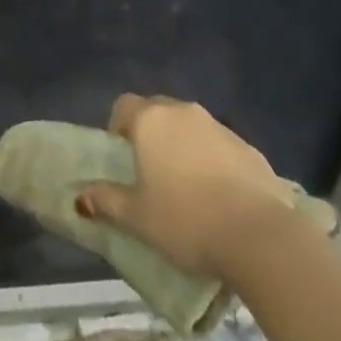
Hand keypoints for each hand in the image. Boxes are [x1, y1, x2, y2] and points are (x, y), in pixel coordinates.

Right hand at [77, 94, 299, 282]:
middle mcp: (183, 112)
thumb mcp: (137, 218)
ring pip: (190, 127)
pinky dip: (213, 161)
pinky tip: (219, 197)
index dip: (118, 127)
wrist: (259, 235)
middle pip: (158, 111)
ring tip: (187, 188)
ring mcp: (219, 126)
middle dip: (150, 134)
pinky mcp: (249, 147)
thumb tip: (81, 196)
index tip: (122, 157)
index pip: (124, 105)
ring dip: (183, 147)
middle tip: (150, 173)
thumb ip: (107, 200)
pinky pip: (219, 146)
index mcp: (151, 121)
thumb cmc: (186, 220)